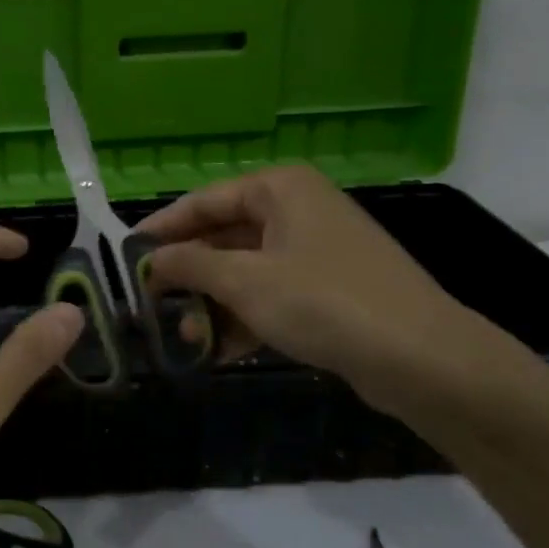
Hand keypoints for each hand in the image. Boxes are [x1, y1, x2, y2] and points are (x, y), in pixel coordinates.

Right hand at [139, 165, 505, 413]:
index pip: (203, 202)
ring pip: (246, 270)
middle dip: (188, 275)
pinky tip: (219, 350)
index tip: (126, 258)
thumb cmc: (323, 302)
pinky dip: (244, 318)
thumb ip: (189, 265)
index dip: (162, 230)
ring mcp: (316, 251)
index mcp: (279, 190)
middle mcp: (297, 210)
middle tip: (151, 305)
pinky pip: (271, 294)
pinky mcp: (329, 289)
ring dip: (212, 303)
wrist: (422, 358)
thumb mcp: (244, 281)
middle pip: (223, 237)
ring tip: (183, 338)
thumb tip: (150, 262)